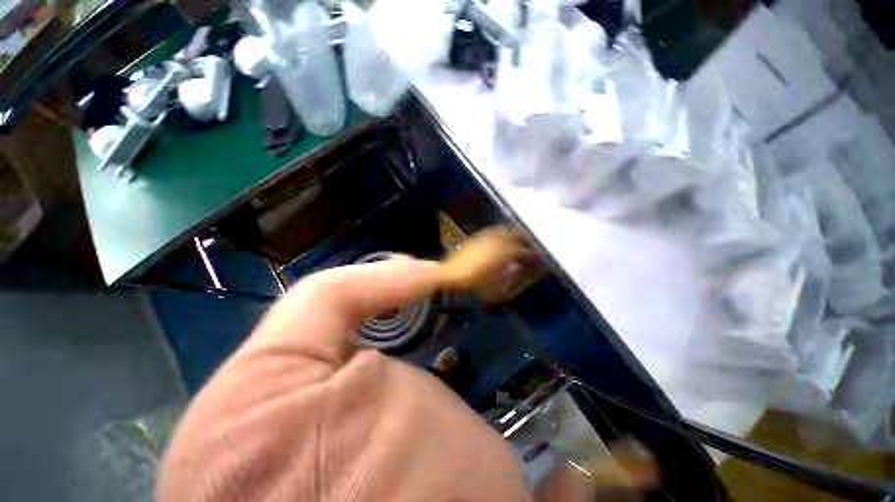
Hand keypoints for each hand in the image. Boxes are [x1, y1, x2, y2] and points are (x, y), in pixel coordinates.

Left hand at [437, 226, 540, 302]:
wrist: (450, 277)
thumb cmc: (475, 286)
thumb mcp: (499, 287)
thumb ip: (516, 276)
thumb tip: (527, 270)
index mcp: (504, 252)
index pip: (525, 251)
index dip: (533, 255)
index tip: (539, 258)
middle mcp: (497, 240)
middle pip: (516, 234)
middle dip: (525, 239)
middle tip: (530, 246)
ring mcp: (485, 237)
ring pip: (504, 230)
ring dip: (513, 234)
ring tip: (517, 242)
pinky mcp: (476, 237)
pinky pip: (493, 232)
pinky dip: (501, 234)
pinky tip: (500, 241)